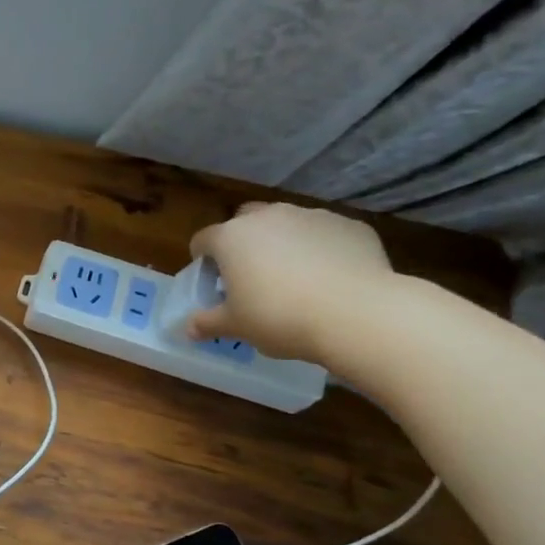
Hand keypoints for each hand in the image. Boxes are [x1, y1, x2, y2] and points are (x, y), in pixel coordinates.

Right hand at [187, 202, 396, 363]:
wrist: (356, 313)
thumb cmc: (279, 317)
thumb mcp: (236, 326)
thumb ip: (208, 323)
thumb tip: (188, 328)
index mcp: (232, 238)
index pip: (203, 240)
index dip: (202, 261)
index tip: (211, 282)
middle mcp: (269, 216)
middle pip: (244, 222)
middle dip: (242, 243)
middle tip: (249, 277)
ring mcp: (312, 216)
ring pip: (287, 225)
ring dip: (282, 244)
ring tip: (293, 279)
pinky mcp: (349, 225)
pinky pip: (324, 235)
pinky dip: (320, 250)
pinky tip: (328, 280)